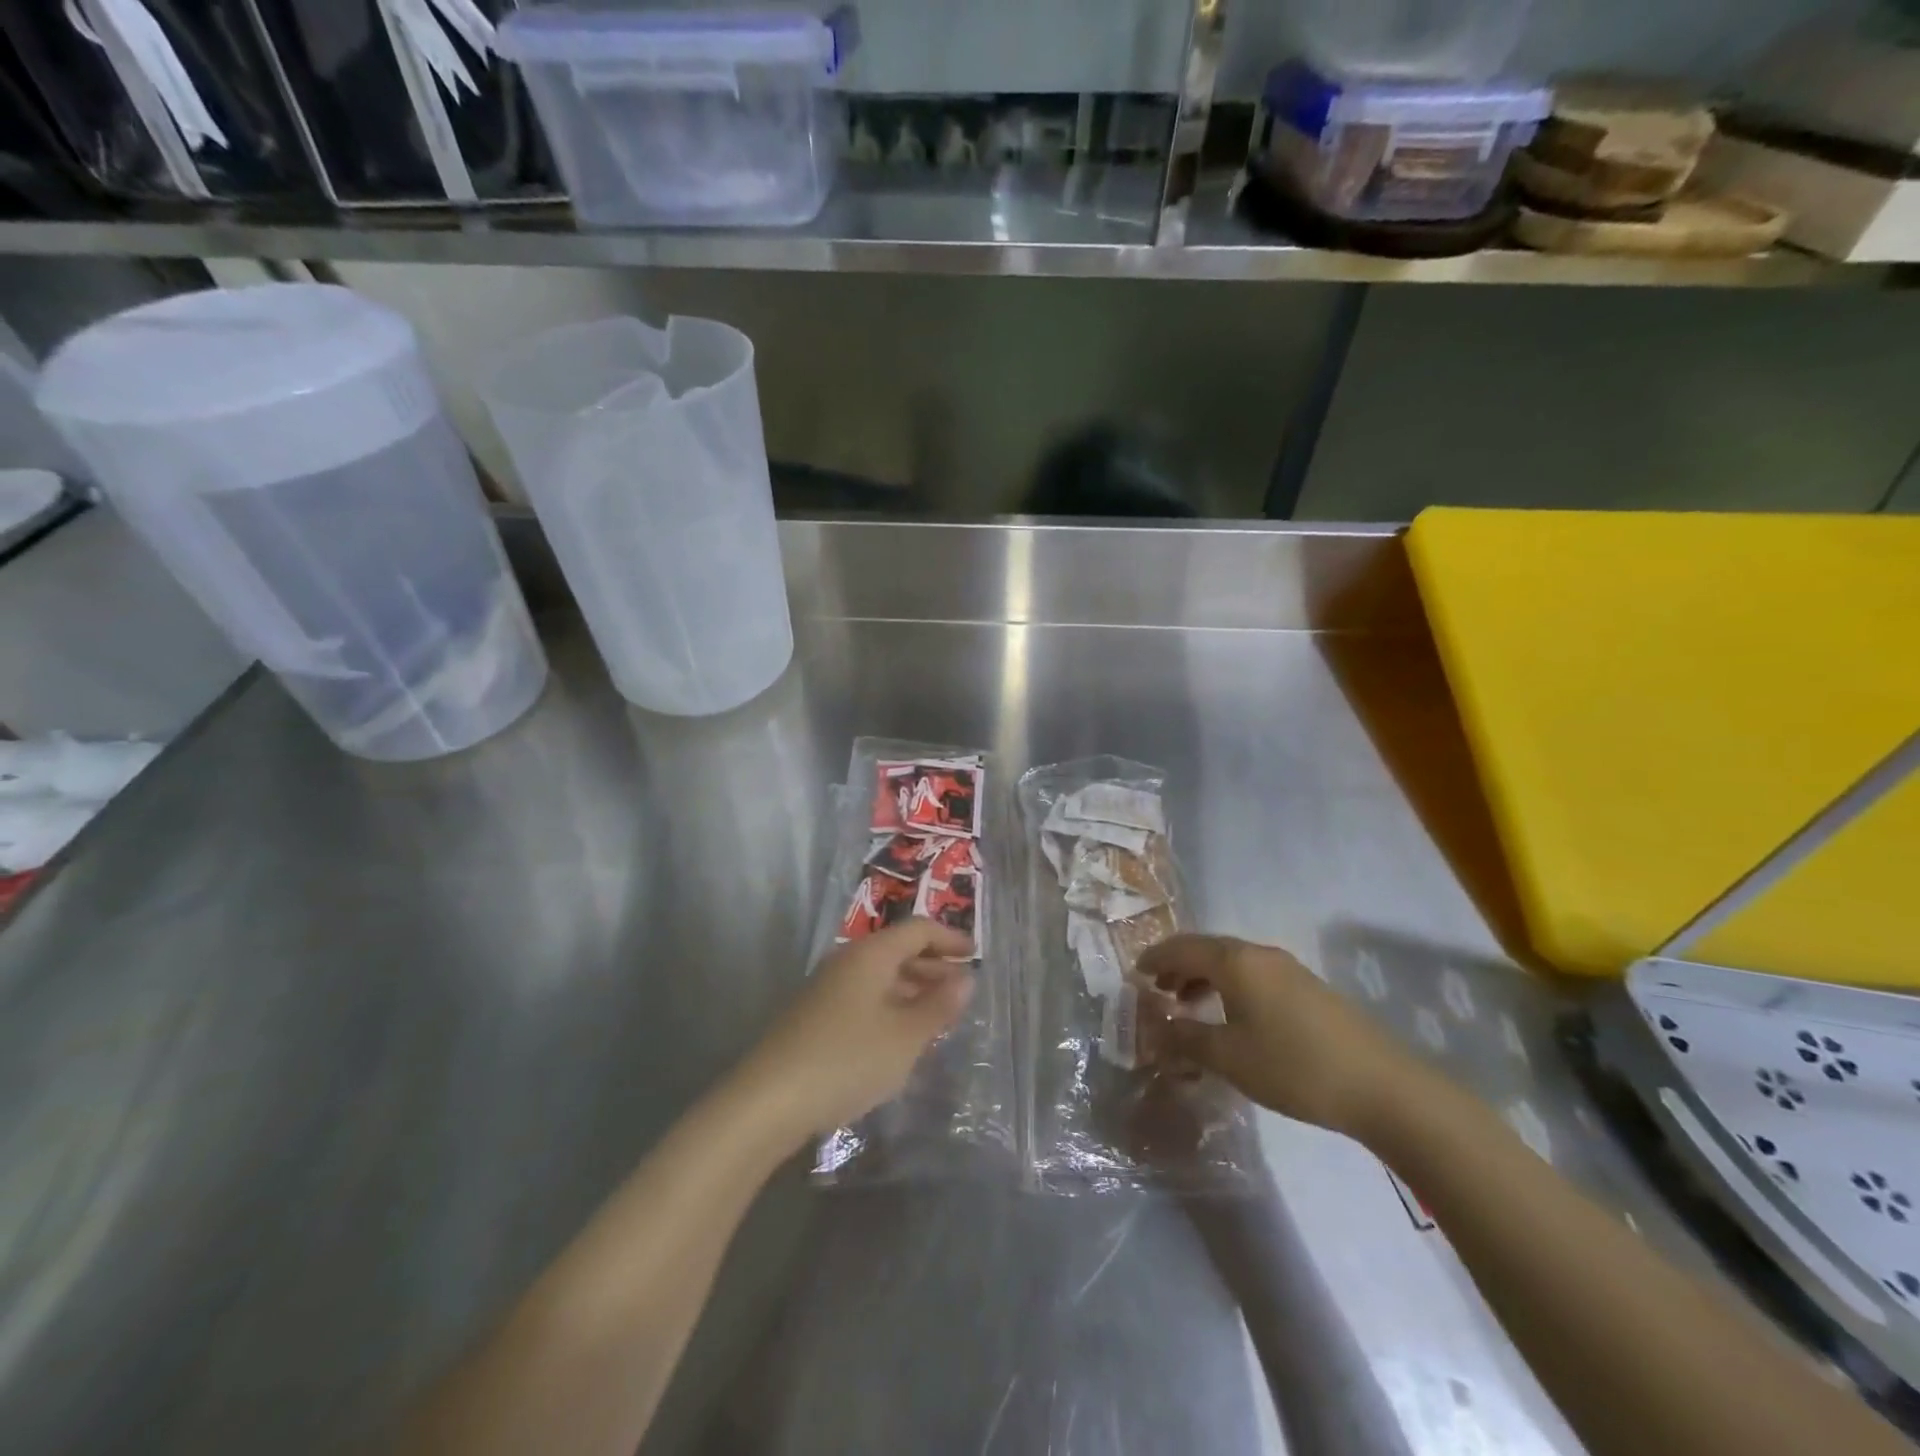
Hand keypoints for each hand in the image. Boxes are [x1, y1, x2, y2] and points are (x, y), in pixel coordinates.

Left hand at [738, 919, 974, 1144]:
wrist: (769, 1100)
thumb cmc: (848, 1059)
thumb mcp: (905, 1036)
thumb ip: (938, 1006)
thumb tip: (965, 978)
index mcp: (871, 954)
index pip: (917, 930)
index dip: (949, 938)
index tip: (974, 955)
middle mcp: (848, 961)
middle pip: (898, 950)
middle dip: (932, 966)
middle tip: (961, 991)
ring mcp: (828, 988)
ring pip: (880, 977)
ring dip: (912, 989)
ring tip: (938, 1016)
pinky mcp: (815, 1016)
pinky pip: (864, 998)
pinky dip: (891, 1007)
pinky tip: (900, 1038)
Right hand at [1139, 934, 1423, 1142]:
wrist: (1383, 1087)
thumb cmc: (1295, 1067)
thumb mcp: (1230, 1058)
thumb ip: (1186, 1038)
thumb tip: (1156, 1027)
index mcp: (1236, 962)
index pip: (1182, 948)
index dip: (1155, 959)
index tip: (1135, 975)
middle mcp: (1260, 955)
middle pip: (1207, 949)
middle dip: (1177, 966)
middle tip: (1156, 991)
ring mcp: (1288, 969)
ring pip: (1232, 962)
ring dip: (1203, 978)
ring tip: (1188, 1005)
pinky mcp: (1307, 989)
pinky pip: (1253, 976)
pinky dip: (1228, 987)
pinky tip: (1231, 1019)